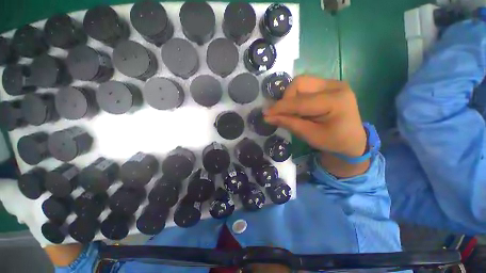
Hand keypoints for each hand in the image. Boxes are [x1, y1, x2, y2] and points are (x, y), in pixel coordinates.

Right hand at [264, 75, 368, 176]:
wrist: (352, 139)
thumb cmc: (333, 141)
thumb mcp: (310, 136)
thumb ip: (289, 123)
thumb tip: (268, 117)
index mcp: (336, 101)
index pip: (300, 101)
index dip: (280, 107)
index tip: (265, 113)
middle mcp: (335, 86)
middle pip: (300, 83)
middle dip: (286, 98)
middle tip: (282, 113)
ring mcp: (332, 83)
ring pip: (301, 82)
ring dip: (290, 97)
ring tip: (290, 111)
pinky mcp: (328, 85)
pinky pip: (305, 85)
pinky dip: (296, 96)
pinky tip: (298, 107)